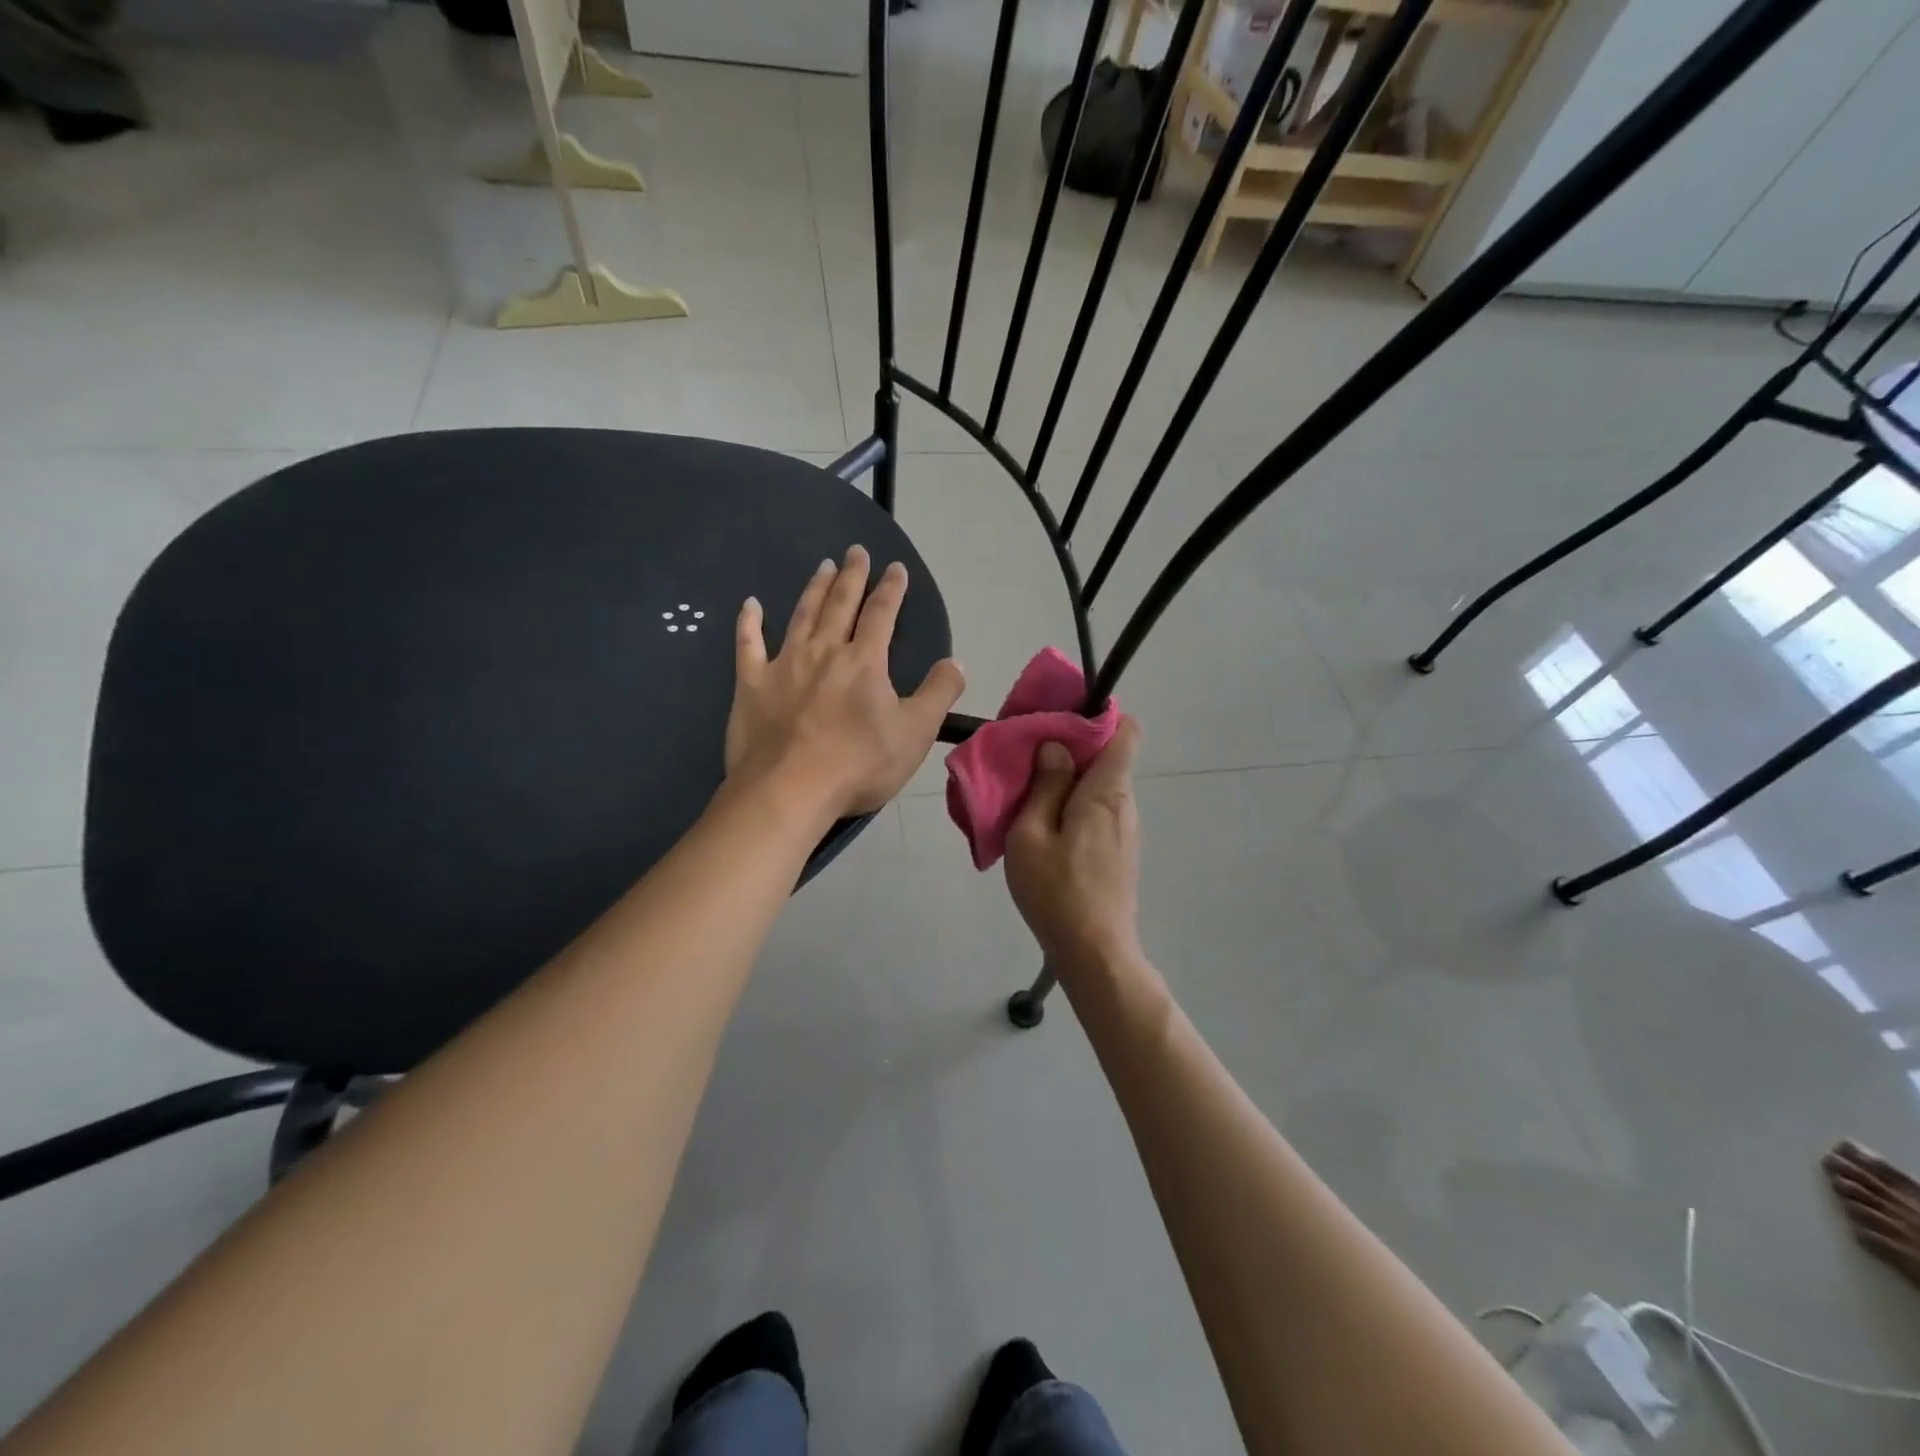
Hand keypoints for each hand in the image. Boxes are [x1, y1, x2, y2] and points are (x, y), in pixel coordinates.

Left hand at [726, 545, 965, 820]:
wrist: (790, 791)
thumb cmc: (859, 765)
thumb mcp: (915, 733)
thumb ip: (938, 693)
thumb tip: (956, 663)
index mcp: (864, 661)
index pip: (882, 614)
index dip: (891, 589)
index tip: (896, 568)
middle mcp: (824, 651)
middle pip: (840, 604)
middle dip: (852, 575)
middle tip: (855, 551)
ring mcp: (783, 665)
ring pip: (801, 616)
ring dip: (813, 589)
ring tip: (822, 566)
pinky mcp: (751, 685)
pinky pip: (747, 645)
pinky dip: (749, 623)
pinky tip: (750, 605)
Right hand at [1004, 717, 1143, 968]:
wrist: (1095, 952)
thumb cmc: (1057, 891)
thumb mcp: (1031, 835)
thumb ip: (1044, 786)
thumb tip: (1056, 747)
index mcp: (1106, 791)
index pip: (1126, 731)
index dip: (1098, 718)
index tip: (1060, 725)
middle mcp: (1125, 803)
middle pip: (1109, 757)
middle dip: (1073, 750)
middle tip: (1029, 761)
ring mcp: (1127, 829)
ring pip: (1102, 786)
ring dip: (1071, 782)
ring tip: (1031, 797)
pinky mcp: (1121, 850)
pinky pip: (1101, 811)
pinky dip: (1077, 806)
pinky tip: (1048, 830)